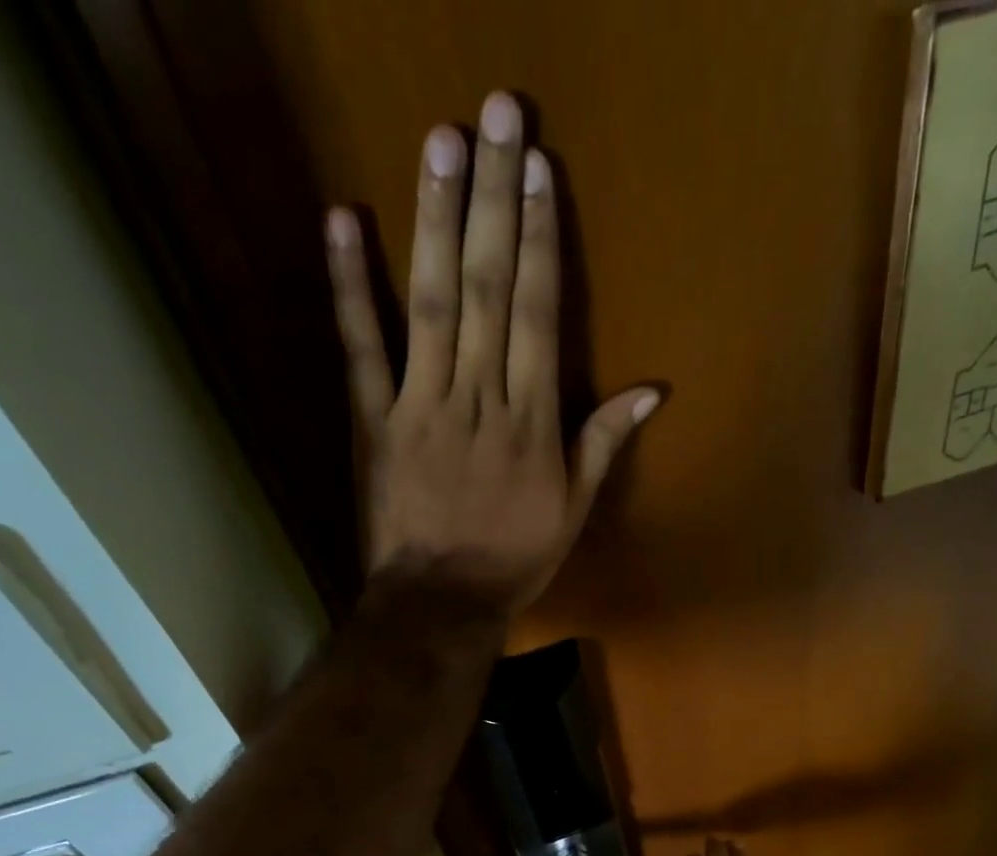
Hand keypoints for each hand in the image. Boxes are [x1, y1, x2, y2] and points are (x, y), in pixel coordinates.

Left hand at [324, 93, 661, 616]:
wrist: (441, 601)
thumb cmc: (514, 559)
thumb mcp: (572, 509)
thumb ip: (602, 443)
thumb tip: (651, 391)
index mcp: (530, 421)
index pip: (536, 314)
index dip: (538, 238)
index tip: (538, 169)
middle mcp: (478, 398)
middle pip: (487, 289)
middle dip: (494, 199)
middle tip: (496, 113)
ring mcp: (421, 405)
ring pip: (430, 304)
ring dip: (435, 220)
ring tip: (441, 141)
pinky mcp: (374, 421)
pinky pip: (361, 349)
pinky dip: (350, 287)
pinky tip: (344, 221)